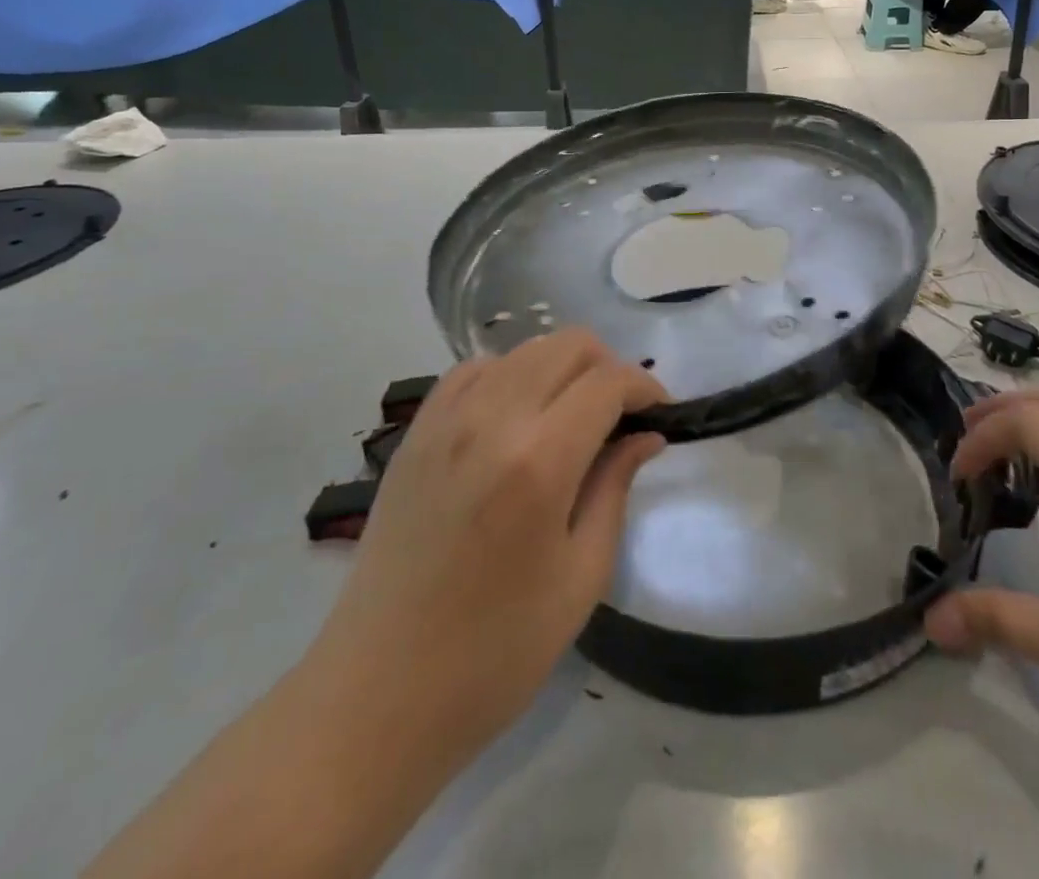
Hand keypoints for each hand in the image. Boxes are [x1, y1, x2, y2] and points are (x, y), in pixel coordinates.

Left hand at [309, 331, 666, 760]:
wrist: (377, 694)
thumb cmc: (495, 652)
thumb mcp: (580, 577)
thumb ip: (615, 488)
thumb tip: (646, 434)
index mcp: (539, 460)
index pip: (608, 382)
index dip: (645, 387)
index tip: (661, 414)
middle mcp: (491, 419)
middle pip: (567, 345)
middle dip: (607, 368)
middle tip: (620, 417)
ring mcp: (446, 420)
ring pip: (523, 350)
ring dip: (561, 369)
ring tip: (571, 419)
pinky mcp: (415, 432)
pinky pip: (474, 371)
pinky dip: (509, 376)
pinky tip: (515, 419)